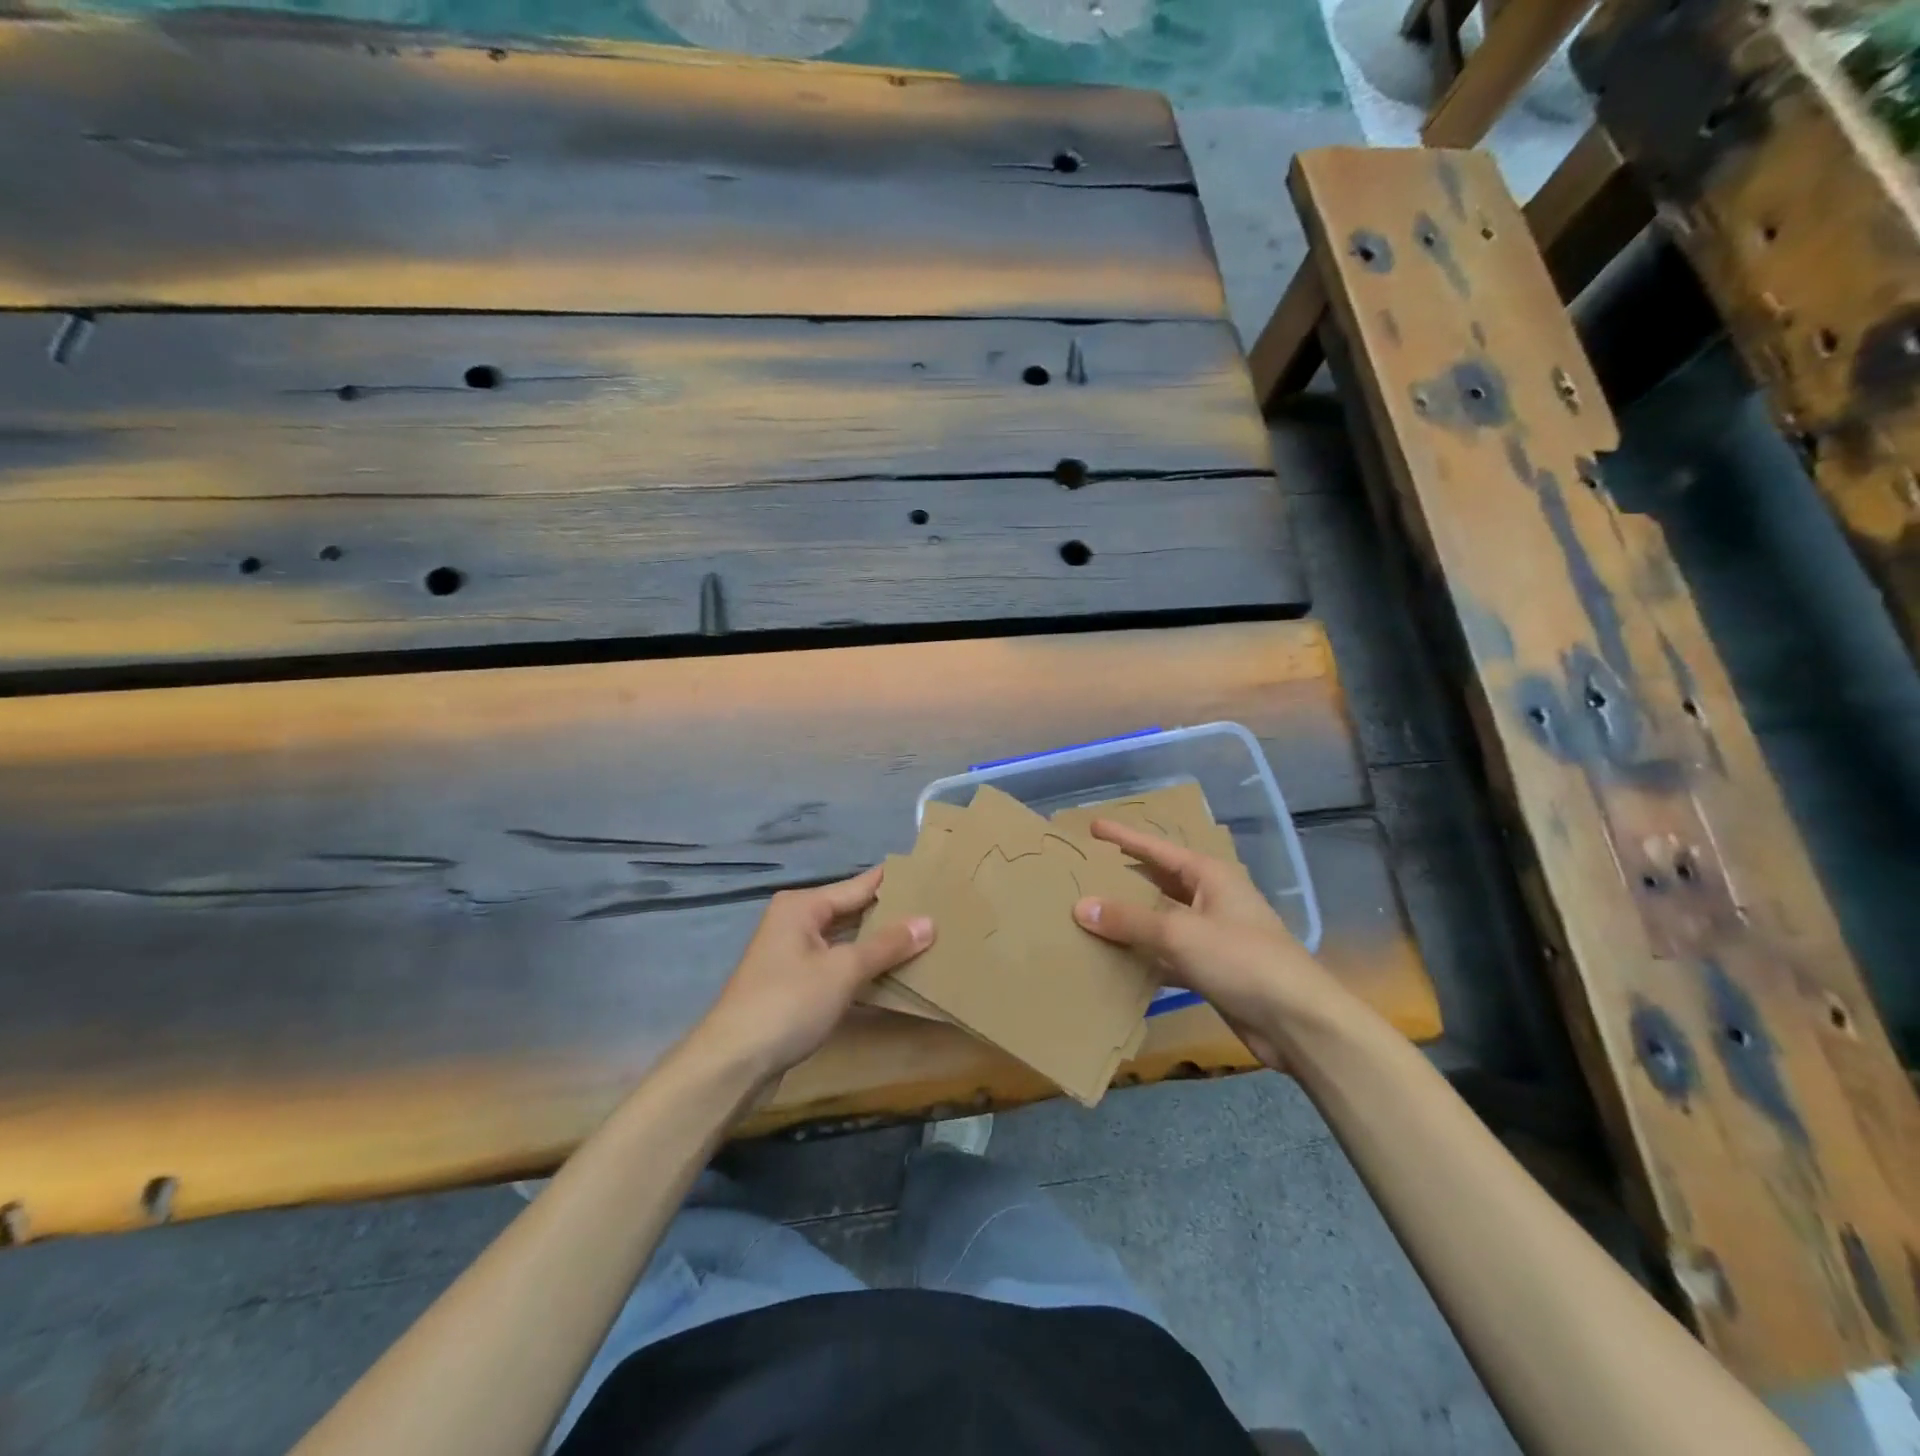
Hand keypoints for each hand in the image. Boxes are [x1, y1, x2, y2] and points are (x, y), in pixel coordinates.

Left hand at [694, 866, 933, 1081]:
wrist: (733, 1062)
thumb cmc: (789, 1003)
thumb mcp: (843, 970)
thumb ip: (887, 945)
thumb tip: (929, 922)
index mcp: (803, 906)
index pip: (859, 886)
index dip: (894, 884)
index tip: (932, 877)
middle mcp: (795, 921)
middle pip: (851, 911)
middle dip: (889, 915)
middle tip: (937, 912)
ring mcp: (792, 954)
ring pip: (845, 940)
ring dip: (877, 944)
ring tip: (924, 940)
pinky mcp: (793, 984)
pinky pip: (836, 964)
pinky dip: (860, 967)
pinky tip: (890, 974)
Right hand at [1071, 819, 1349, 1067]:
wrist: (1297, 1022)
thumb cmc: (1242, 960)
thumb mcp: (1180, 934)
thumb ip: (1129, 920)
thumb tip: (1081, 906)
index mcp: (1210, 876)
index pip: (1157, 848)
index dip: (1123, 837)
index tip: (1092, 827)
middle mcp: (1211, 899)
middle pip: (1158, 882)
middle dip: (1123, 877)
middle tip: (1084, 871)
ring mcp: (1212, 936)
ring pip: (1160, 920)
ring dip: (1130, 920)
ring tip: (1088, 914)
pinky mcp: (1210, 970)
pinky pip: (1166, 955)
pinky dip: (1142, 956)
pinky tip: (1113, 961)